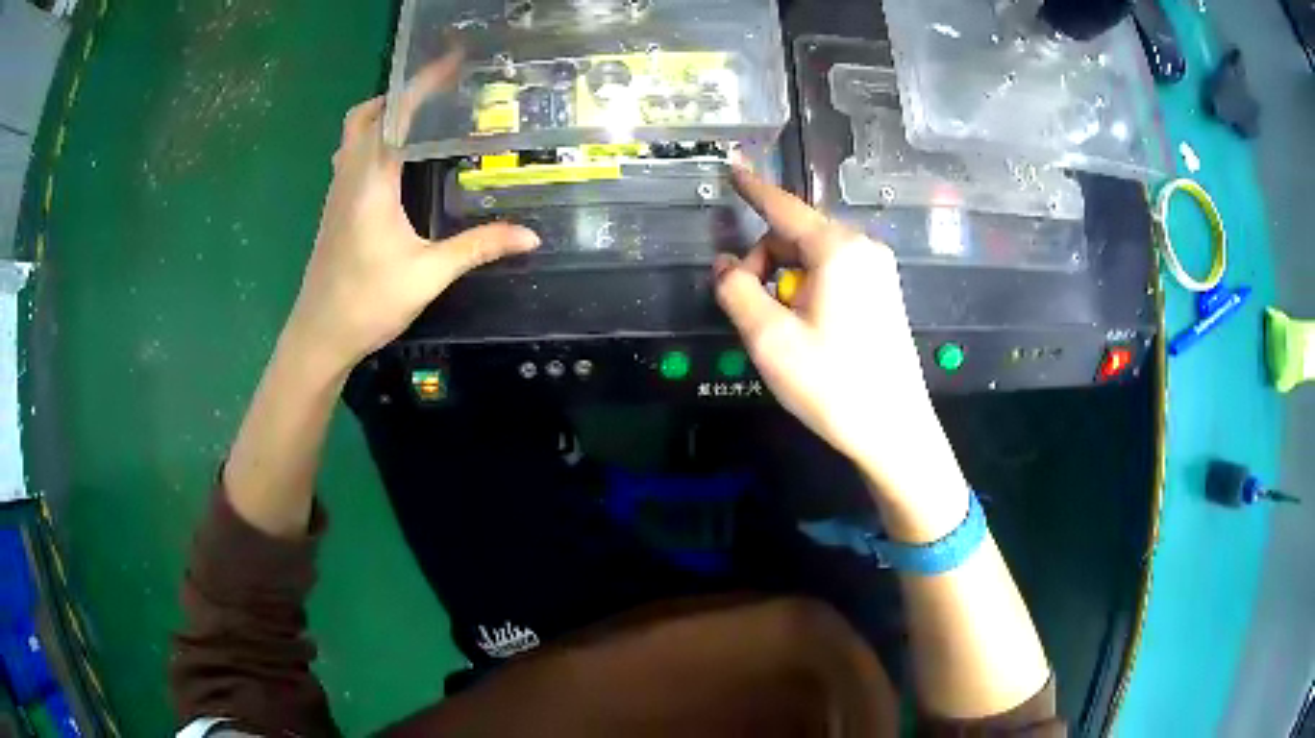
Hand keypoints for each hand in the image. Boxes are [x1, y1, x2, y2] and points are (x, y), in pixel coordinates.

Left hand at [285, 71, 538, 372]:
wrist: (319, 337)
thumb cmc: (368, 302)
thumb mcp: (428, 274)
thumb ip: (479, 247)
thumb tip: (531, 236)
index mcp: (371, 181)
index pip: (395, 115)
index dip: (422, 84)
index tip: (450, 63)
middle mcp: (349, 177)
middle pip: (362, 116)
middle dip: (395, 97)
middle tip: (433, 98)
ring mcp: (336, 194)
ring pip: (351, 136)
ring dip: (379, 118)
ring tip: (419, 122)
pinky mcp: (334, 211)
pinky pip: (349, 158)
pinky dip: (371, 143)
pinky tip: (395, 165)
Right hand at [715, 167, 962, 503]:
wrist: (894, 431)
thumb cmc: (831, 384)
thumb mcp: (770, 339)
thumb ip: (737, 291)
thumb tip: (724, 265)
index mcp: (838, 249)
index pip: (783, 207)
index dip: (753, 189)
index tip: (731, 168)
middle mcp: (863, 249)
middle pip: (795, 234)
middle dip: (764, 260)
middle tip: (749, 307)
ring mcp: (878, 272)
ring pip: (813, 256)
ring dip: (784, 279)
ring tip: (778, 326)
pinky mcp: (883, 294)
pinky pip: (833, 274)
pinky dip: (807, 288)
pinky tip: (804, 327)